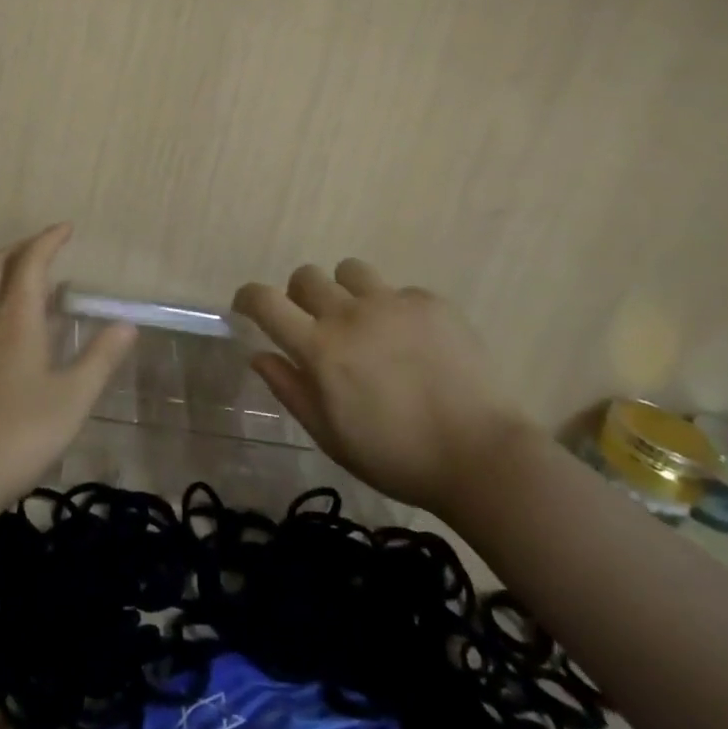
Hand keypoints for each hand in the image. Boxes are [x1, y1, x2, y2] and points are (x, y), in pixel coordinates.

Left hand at [0, 223, 136, 515]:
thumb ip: (100, 358)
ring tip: (21, 284)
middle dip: (20, 249)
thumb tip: (127, 323)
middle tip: (45, 249)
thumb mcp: (71, 400)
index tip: (66, 228)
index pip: (30, 262)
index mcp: (14, 319)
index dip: (48, 240)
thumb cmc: (17, 436)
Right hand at [234, 260, 527, 517]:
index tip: (247, 305)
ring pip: (350, 271)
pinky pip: (398, 291)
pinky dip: (394, 310)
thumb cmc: (395, 457)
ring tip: (365, 323)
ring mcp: (393, 303)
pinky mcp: (431, 302)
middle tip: (316, 325)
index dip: (248, 297)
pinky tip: (413, 344)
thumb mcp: (330, 435)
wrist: (480, 456)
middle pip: (306, 276)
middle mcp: (350, 314)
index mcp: (320, 348)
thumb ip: (290, 389)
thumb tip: (258, 354)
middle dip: (299, 296)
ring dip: (345, 291)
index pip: (266, 302)